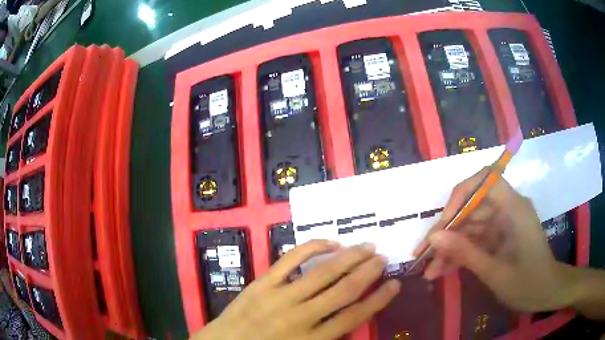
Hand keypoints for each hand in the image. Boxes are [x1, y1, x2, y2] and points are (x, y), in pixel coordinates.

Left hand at [192, 241, 400, 339]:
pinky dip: (313, 248)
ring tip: (368, 246)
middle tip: (383, 258)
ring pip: (324, 272)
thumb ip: (328, 337)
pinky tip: (331, 243)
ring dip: (350, 257)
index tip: (394, 285)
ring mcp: (280, 296)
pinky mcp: (262, 283)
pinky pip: (291, 259)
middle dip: (369, 271)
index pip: (355, 316)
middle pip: (345, 290)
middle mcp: (301, 317)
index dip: (379, 299)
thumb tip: (353, 316)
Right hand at [413, 168, 574, 311]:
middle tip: (424, 253)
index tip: (443, 221)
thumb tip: (434, 236)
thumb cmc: (528, 283)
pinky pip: (476, 239)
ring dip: (450, 246)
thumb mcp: (495, 272)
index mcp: (514, 208)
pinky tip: (443, 271)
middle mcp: (508, 209)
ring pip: (471, 226)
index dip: (461, 194)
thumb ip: (466, 253)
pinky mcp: (500, 236)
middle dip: (448, 230)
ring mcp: (504, 223)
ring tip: (429, 270)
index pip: (485, 180)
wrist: (547, 293)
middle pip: (473, 206)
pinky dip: (461, 254)